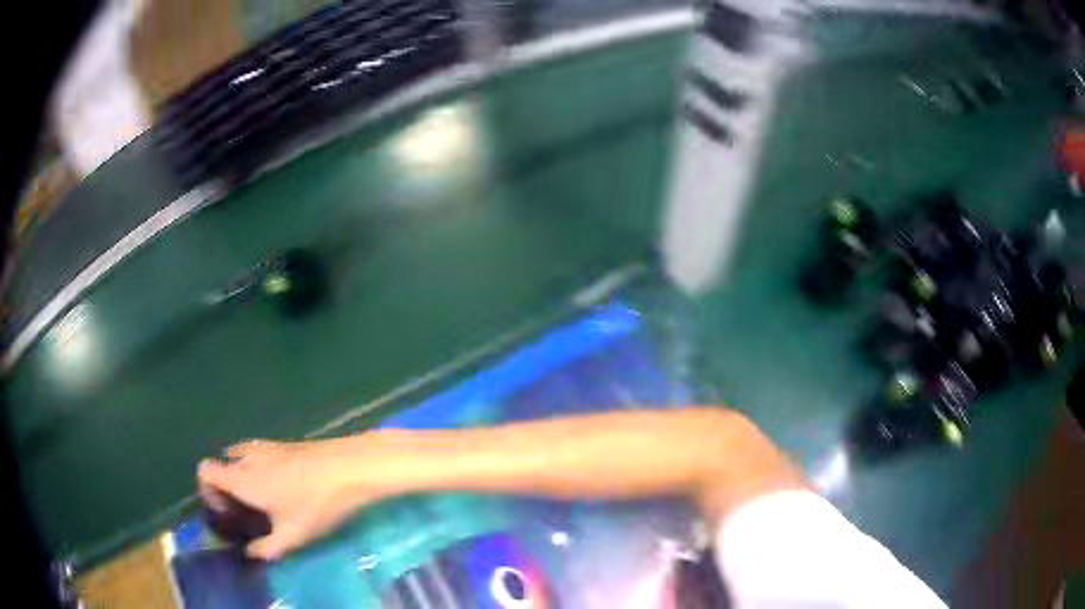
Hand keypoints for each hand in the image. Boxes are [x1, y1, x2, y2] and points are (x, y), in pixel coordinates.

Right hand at [197, 436, 383, 559]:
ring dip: (243, 474)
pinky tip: (284, 487)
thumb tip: (250, 554)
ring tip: (263, 499)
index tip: (225, 512)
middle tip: (244, 509)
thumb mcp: (292, 536)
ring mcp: (268, 445)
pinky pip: (260, 453)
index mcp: (242, 477)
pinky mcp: (287, 443)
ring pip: (242, 455)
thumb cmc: (317, 504)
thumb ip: (266, 548)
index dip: (207, 490)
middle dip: (226, 485)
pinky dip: (260, 467)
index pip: (205, 470)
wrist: (352, 467)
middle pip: (222, 462)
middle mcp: (249, 456)